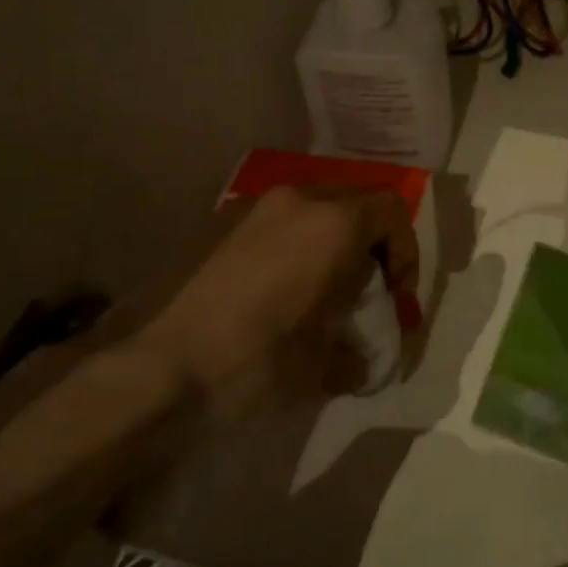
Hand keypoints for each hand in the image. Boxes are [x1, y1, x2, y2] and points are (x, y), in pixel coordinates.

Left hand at [149, 186, 418, 401]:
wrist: (161, 367)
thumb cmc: (257, 360)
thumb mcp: (321, 366)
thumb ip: (356, 355)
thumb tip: (360, 363)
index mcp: (334, 224)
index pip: (393, 212)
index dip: (406, 253)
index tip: (395, 297)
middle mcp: (299, 199)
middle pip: (356, 202)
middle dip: (372, 243)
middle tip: (365, 289)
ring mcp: (256, 207)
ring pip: (315, 208)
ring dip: (331, 241)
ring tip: (320, 290)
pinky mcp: (222, 222)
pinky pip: (278, 221)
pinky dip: (295, 244)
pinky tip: (278, 290)